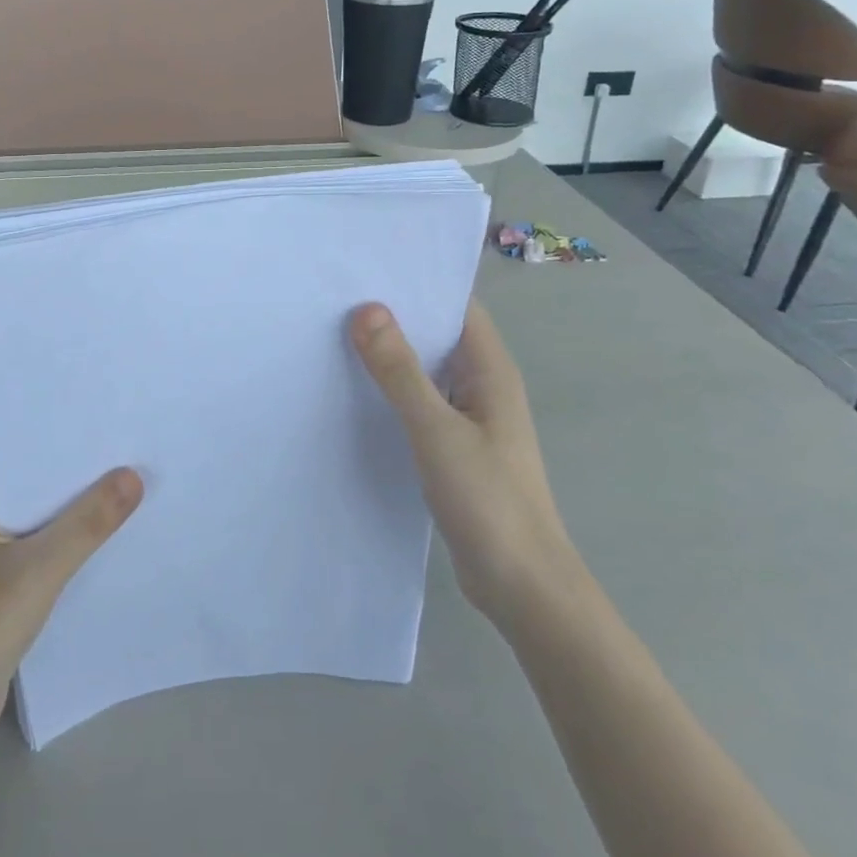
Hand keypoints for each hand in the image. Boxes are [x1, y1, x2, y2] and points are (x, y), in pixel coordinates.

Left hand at [0, 471, 142, 754]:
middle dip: (84, 485)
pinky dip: (72, 552)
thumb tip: (134, 475)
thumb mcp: (39, 570)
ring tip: (134, 498)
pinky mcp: (1, 590)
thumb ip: (87, 523)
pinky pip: (45, 556)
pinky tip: (108, 547)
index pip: (32, 463)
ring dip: (81, 521)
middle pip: (42, 494)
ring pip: (46, 526)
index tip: (121, 440)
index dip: (76, 454)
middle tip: (138, 465)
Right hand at [350, 301, 574, 624]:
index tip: (367, 268)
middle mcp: (482, 386)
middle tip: (337, 297)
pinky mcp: (453, 448)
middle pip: (436, 336)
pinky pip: (419, 404)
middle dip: (394, 317)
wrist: (522, 588)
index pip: (456, 307)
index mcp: (490, 371)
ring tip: (334, 334)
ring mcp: (468, 419)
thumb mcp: (437, 431)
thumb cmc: (488, 501)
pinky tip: (353, 391)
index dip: (417, 284)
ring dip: (389, 356)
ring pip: (424, 372)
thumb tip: (367, 309)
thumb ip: (400, 372)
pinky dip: (391, 393)